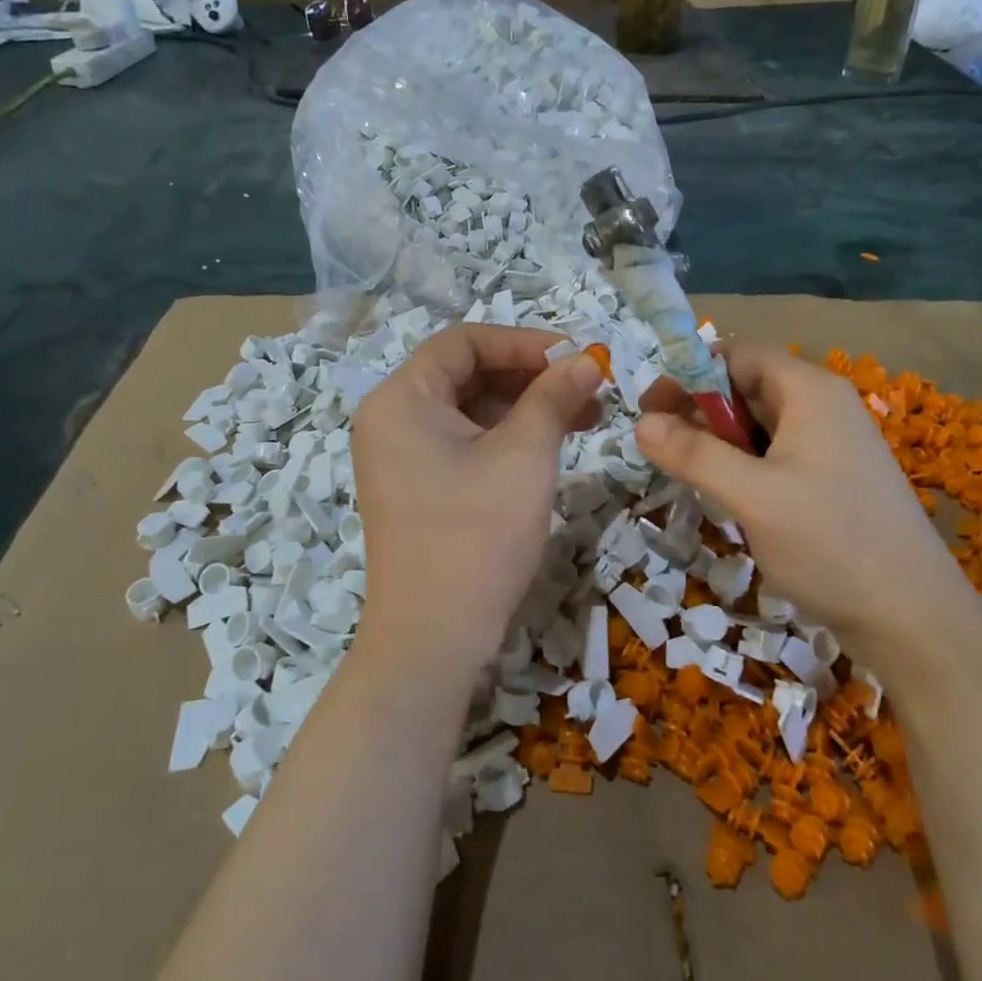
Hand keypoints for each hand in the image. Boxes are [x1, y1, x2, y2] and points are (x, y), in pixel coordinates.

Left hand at [352, 326, 602, 682]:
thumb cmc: (476, 535)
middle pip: (467, 374)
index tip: (577, 357)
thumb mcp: (524, 455)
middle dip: (532, 377)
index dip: (525, 342)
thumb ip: (555, 396)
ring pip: (471, 411)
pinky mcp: (417, 488)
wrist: (433, 638)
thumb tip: (587, 359)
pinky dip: (507, 438)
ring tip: (587, 418)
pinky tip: (552, 446)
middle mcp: (392, 419)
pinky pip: (465, 444)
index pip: (465, 342)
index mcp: (401, 398)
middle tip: (589, 390)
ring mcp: (401, 457)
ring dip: (526, 408)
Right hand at [636, 340, 965, 641]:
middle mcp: (823, 407)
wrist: (913, 620)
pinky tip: (726, 497)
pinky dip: (743, 466)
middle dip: (698, 410)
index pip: (737, 354)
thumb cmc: (831, 544)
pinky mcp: (832, 481)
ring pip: (759, 426)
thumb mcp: (752, 496)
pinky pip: (776, 456)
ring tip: (685, 474)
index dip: (689, 373)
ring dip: (718, 441)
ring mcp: (832, 445)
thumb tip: (640, 423)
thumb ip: (693, 454)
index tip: (649, 409)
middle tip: (659, 447)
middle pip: (747, 387)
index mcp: (810, 391)